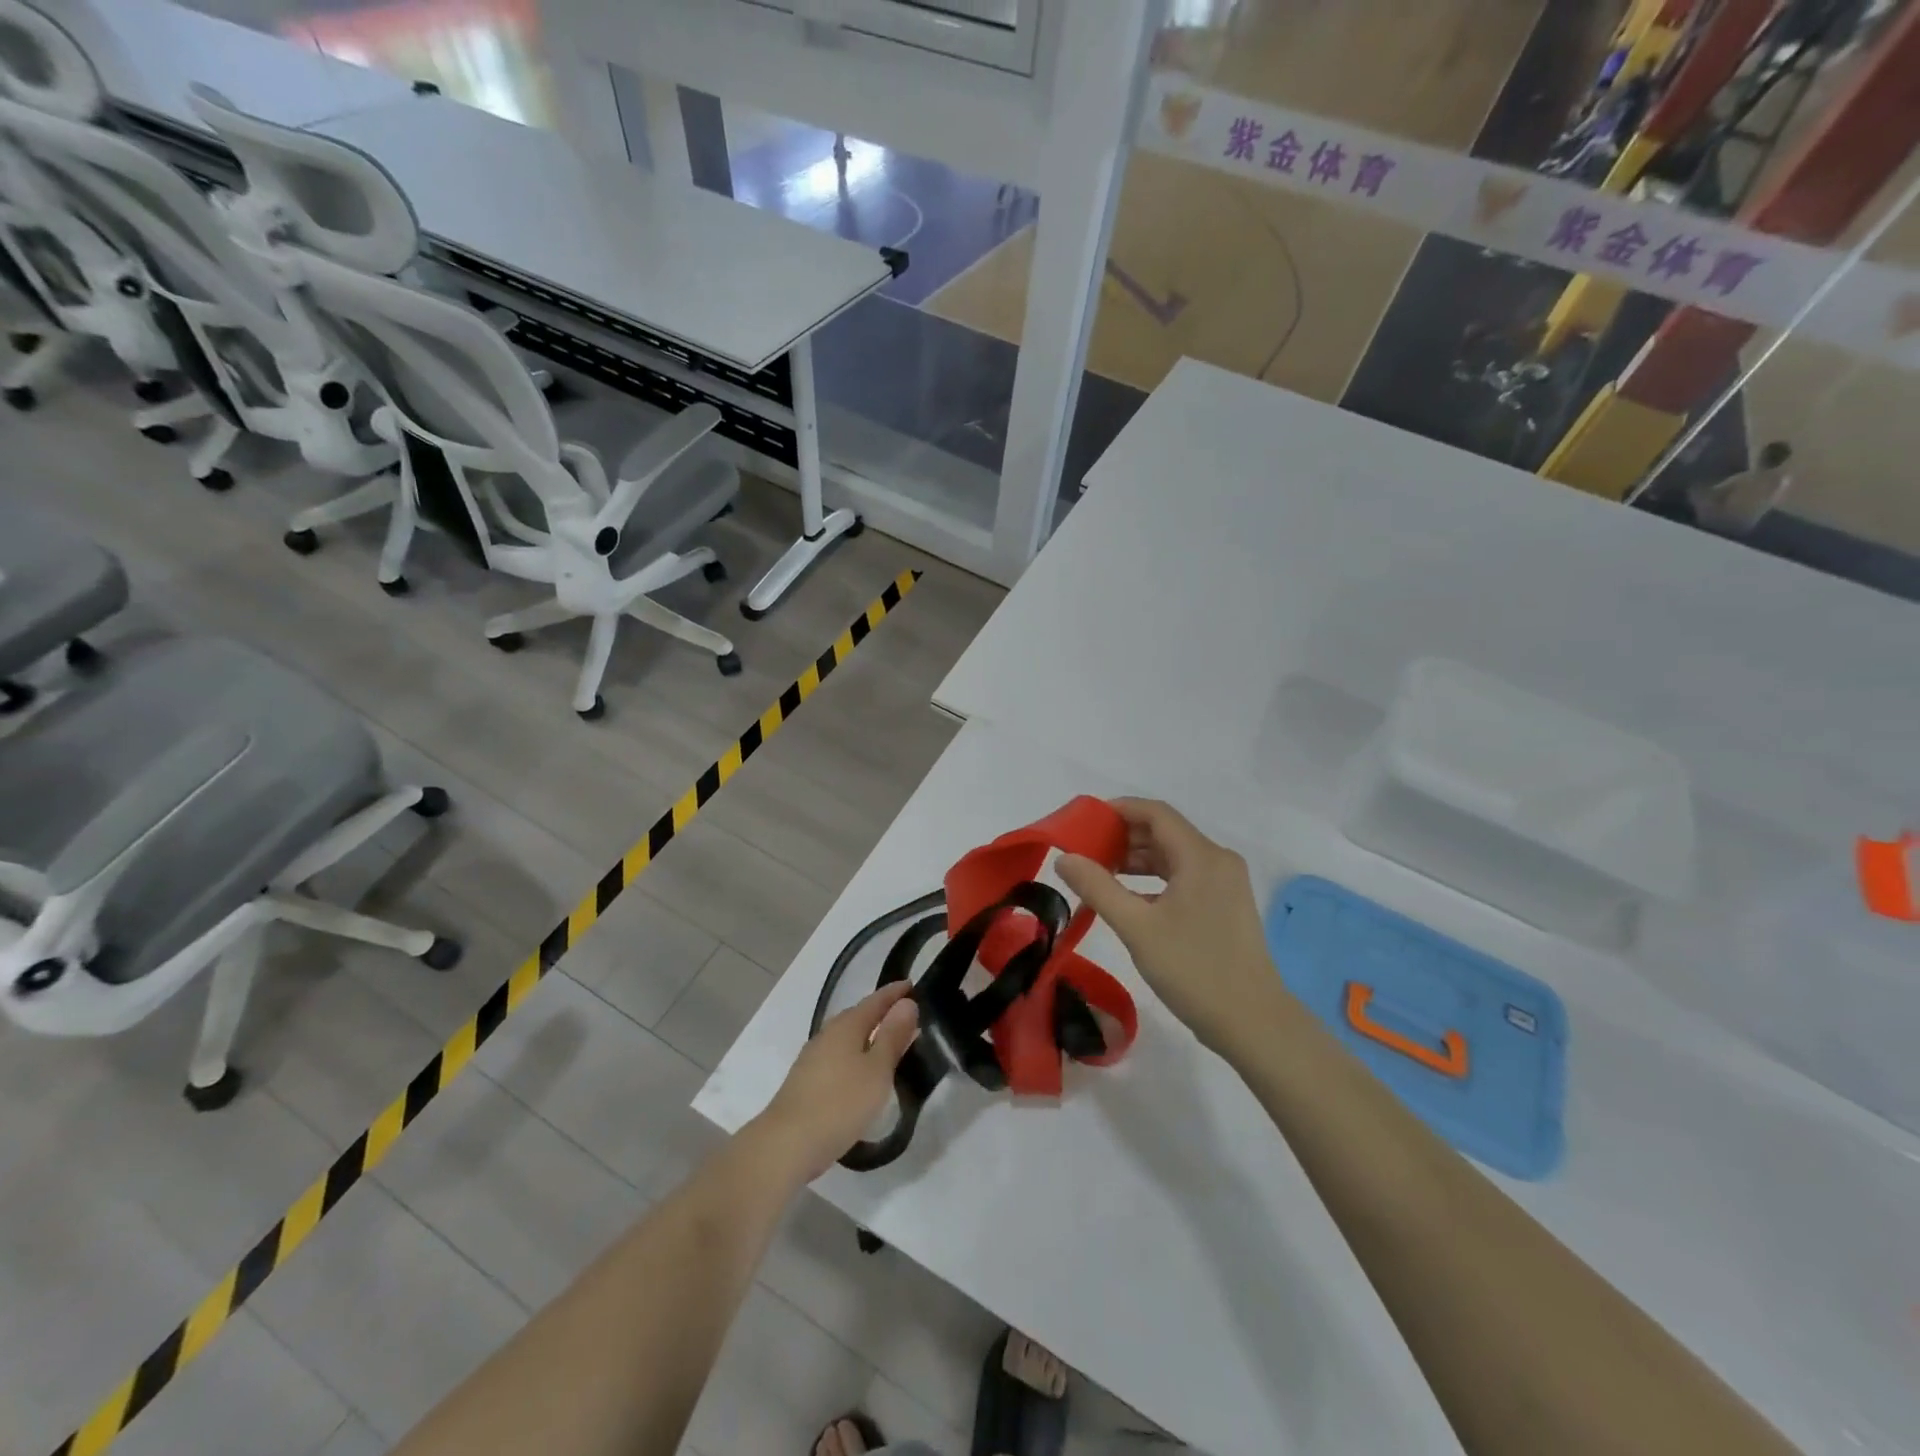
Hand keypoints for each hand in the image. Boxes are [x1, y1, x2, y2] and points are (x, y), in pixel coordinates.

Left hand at [754, 983, 918, 1181]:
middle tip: (906, 1017)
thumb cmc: (840, 1103)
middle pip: (858, 1016)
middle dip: (881, 1013)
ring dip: (868, 1037)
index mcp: (846, 1025)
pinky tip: (861, 1073)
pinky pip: (838, 1057)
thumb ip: (892, 1036)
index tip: (912, 986)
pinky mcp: (806, 1081)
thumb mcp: (877, 1070)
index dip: (895, 993)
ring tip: (888, 1045)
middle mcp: (827, 1034)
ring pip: (847, 1038)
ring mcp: (813, 1058)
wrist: (786, 1144)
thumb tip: (906, 1003)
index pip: (875, 1000)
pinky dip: (856, 1056)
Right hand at [1058, 798, 1287, 1057]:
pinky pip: (1183, 878)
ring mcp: (1225, 884)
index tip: (1084, 820)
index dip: (1118, 810)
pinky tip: (1128, 900)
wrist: (1253, 1023)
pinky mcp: (1225, 906)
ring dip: (1136, 861)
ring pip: (1173, 857)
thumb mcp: (1136, 927)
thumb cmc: (1193, 969)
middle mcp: (1217, 860)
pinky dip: (1154, 882)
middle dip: (1123, 837)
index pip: (1155, 813)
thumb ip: (1097, 887)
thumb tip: (1064, 857)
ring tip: (1099, 875)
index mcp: (1201, 856)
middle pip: (1164, 833)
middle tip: (1084, 852)